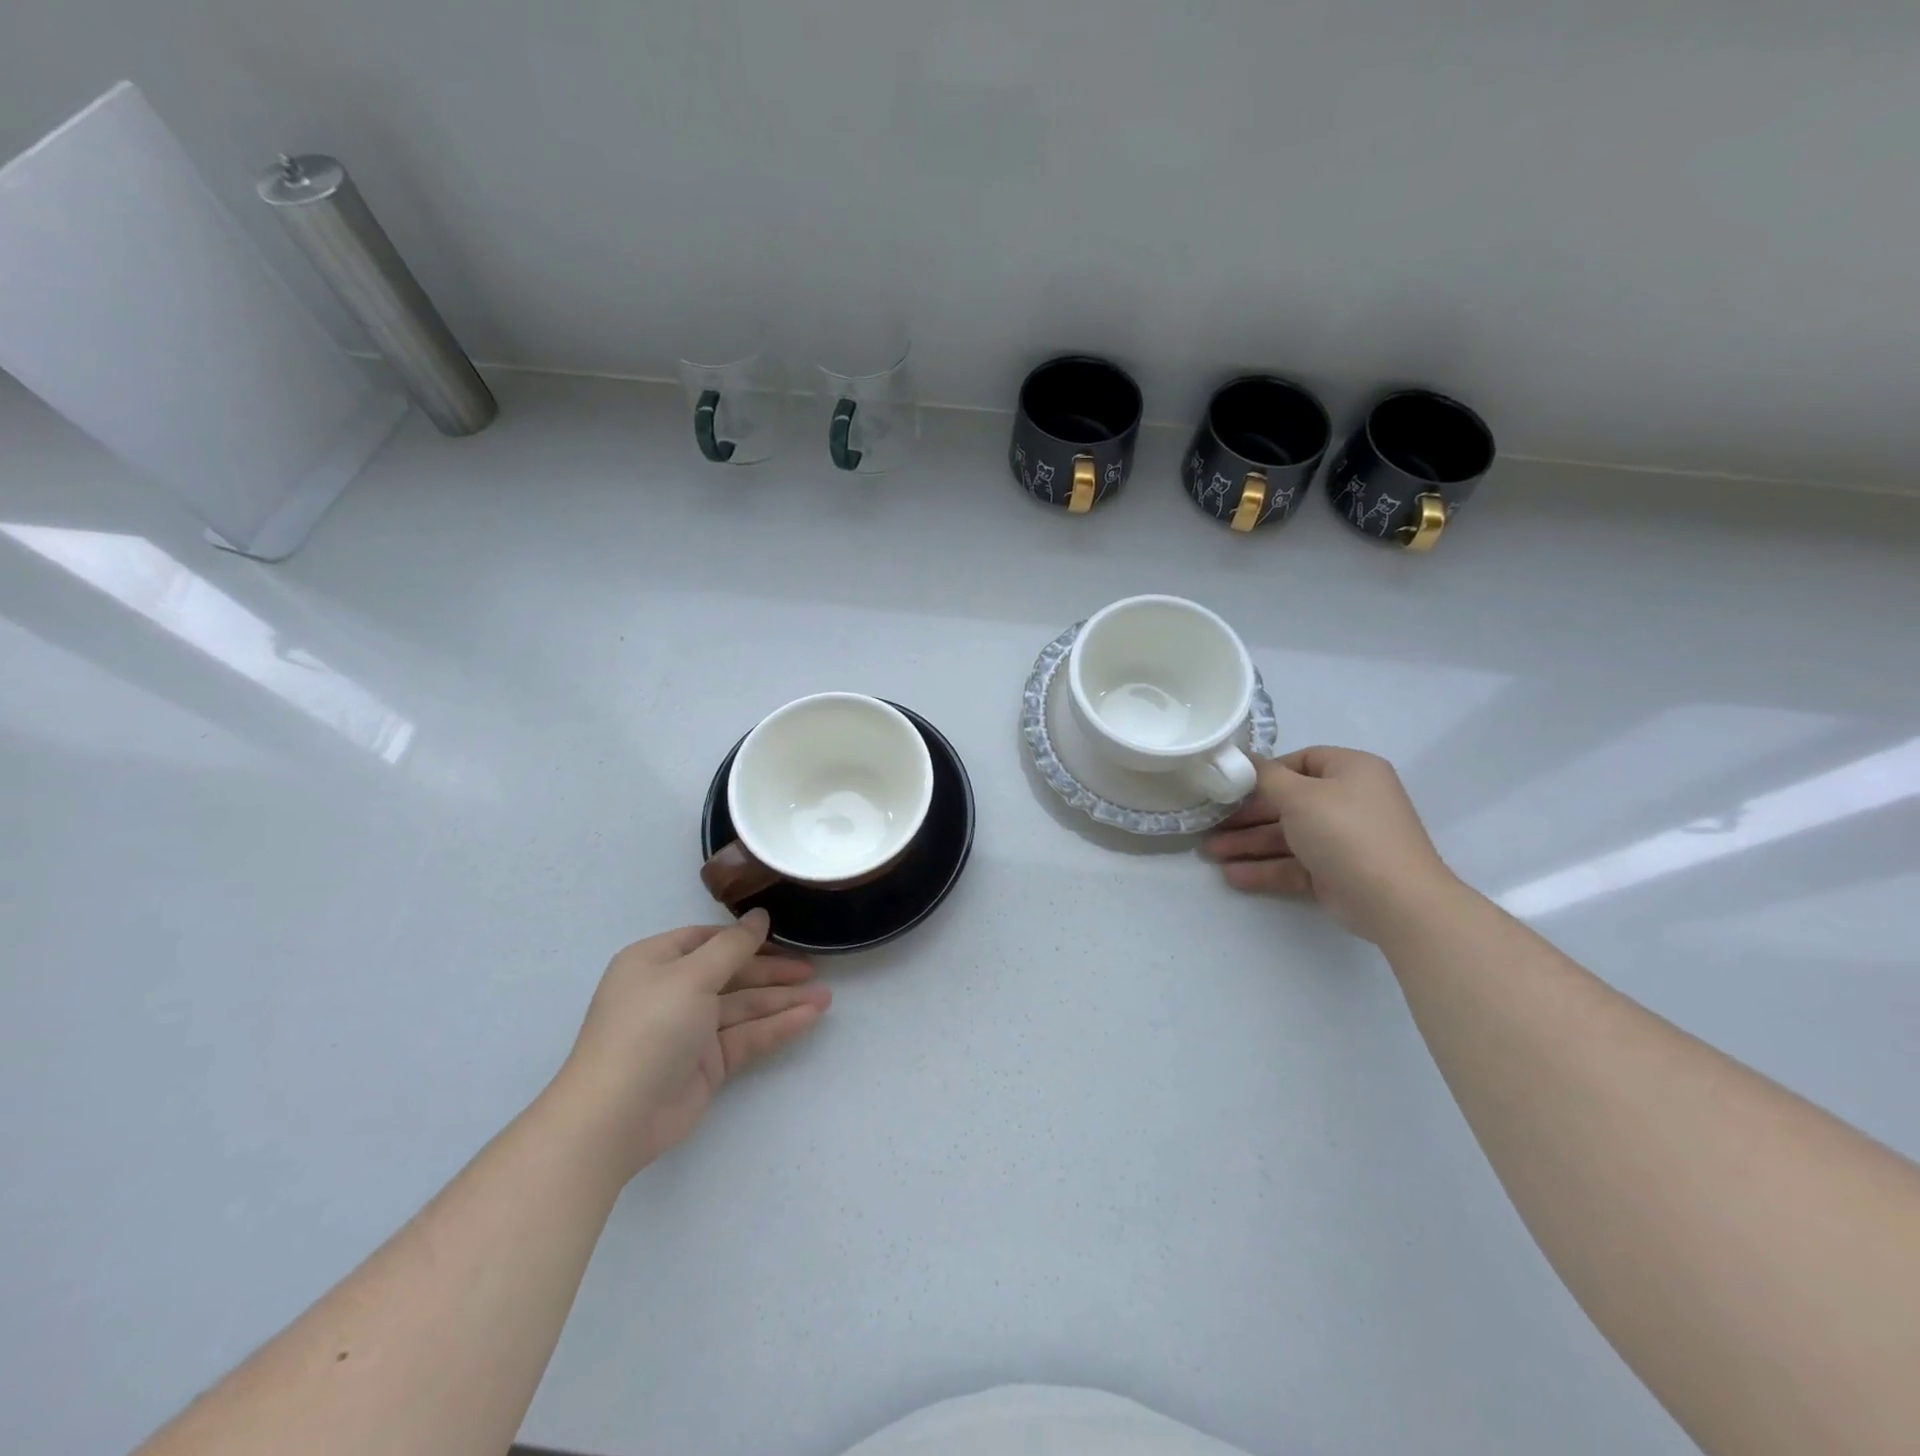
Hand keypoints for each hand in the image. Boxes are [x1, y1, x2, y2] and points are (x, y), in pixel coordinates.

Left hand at [554, 909, 829, 1179]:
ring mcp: (690, 1029)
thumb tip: (760, 916)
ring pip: (744, 1007)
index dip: (746, 938)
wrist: (616, 1117)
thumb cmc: (649, 1028)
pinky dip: (777, 1027)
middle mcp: (672, 991)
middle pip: (732, 973)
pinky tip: (809, 1018)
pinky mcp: (707, 1063)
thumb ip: (733, 946)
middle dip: (773, 972)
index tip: (785, 936)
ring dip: (783, 1001)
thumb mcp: (691, 976)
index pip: (708, 939)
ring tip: (826, 997)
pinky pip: (747, 1036)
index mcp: (656, 962)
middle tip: (814, 969)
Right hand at [1202, 746, 1457, 943]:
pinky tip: (1232, 876)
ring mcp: (1342, 839)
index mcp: (1350, 771)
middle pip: (1287, 802)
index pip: (1300, 761)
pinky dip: (1265, 868)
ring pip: (1286, 836)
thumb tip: (1244, 759)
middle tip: (1211, 824)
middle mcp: (1348, 800)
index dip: (1264, 772)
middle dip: (1246, 816)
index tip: (1230, 785)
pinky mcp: (1335, 872)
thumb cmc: (1346, 832)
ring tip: (1210, 854)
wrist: (1395, 901)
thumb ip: (1266, 777)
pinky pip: (1293, 864)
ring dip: (1248, 844)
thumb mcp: (1300, 796)